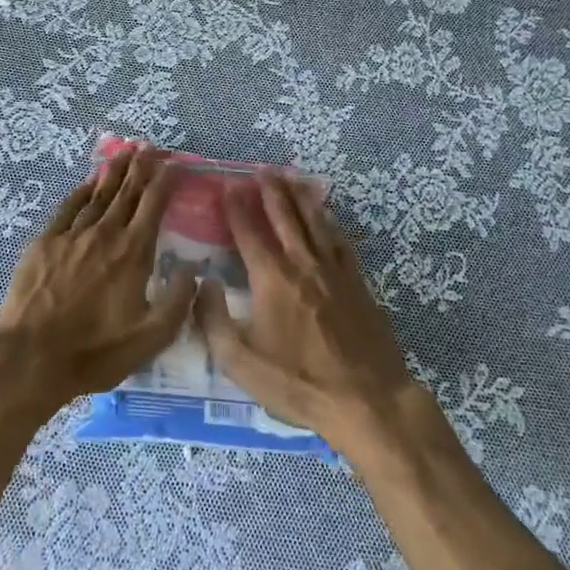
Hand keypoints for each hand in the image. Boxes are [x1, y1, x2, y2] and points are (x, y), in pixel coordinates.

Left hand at [0, 144, 196, 414]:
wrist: (32, 357)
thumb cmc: (95, 351)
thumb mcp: (150, 338)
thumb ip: (178, 302)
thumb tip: (194, 271)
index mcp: (132, 253)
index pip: (153, 206)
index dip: (165, 182)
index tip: (174, 164)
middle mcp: (104, 234)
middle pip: (126, 192)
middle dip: (140, 167)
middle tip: (149, 146)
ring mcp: (72, 235)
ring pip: (98, 194)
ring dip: (113, 172)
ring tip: (125, 152)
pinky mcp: (44, 243)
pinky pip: (67, 208)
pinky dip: (81, 191)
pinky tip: (88, 182)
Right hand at [196, 173, 419, 448]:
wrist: (367, 400)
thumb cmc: (298, 383)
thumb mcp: (240, 363)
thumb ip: (213, 320)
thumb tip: (202, 284)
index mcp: (272, 279)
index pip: (249, 232)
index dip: (236, 206)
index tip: (228, 184)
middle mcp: (302, 264)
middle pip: (284, 217)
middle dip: (270, 190)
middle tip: (260, 169)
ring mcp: (334, 271)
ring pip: (314, 222)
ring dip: (299, 197)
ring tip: (290, 176)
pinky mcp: (357, 283)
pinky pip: (339, 241)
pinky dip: (328, 222)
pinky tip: (326, 215)